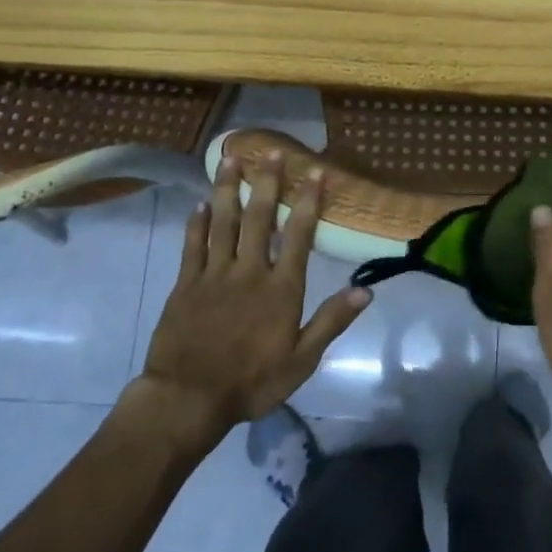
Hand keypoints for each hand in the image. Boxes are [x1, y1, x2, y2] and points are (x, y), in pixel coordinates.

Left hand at [132, 149, 371, 447]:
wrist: (188, 399)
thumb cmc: (252, 382)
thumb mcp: (301, 360)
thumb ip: (331, 321)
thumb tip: (365, 291)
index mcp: (281, 288)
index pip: (299, 235)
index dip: (309, 202)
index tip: (315, 173)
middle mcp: (249, 271)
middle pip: (259, 218)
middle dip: (267, 182)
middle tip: (271, 151)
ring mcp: (214, 274)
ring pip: (222, 222)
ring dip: (227, 188)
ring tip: (230, 158)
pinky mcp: (185, 284)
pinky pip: (192, 245)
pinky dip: (196, 222)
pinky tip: (198, 203)